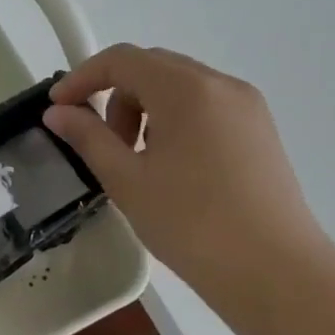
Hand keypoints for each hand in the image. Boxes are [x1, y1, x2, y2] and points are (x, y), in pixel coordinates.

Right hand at [44, 44, 334, 293]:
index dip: (82, 78)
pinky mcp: (260, 130)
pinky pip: (205, 105)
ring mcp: (247, 106)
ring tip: (139, 159)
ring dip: (145, 108)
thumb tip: (57, 112)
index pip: (122, 59)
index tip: (57, 108)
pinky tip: (173, 165)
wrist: (276, 274)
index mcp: (186, 89)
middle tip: (102, 141)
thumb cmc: (192, 224)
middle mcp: (220, 84)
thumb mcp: (126, 180)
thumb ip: (87, 137)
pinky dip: (175, 119)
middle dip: (115, 95)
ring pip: (179, 86)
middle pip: (151, 67)